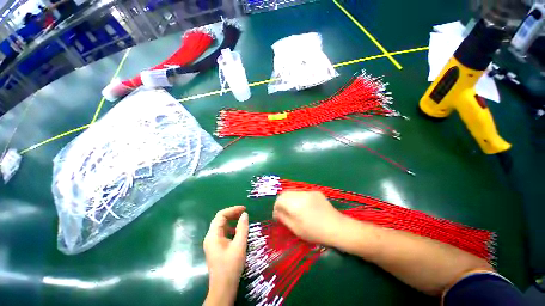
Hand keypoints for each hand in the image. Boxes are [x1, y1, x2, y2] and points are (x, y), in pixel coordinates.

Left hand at [203, 206, 248, 305]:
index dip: (233, 210)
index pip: (221, 215)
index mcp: (213, 235)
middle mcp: (210, 237)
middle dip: (232, 214)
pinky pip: (223, 233)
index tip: (244, 209)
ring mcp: (212, 243)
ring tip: (242, 219)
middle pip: (220, 219)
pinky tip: (238, 231)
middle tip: (244, 213)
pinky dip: (231, 228)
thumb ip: (242, 228)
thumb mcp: (239, 245)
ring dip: (232, 220)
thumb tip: (245, 214)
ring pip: (221, 226)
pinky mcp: (216, 247)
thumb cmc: (231, 266)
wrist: (223, 289)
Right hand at [273, 191, 344, 245]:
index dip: (276, 207)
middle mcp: (301, 194)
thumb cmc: (315, 232)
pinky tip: (304, 207)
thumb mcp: (296, 229)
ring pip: (293, 192)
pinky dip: (298, 198)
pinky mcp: (315, 192)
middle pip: (285, 194)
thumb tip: (277, 212)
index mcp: (295, 204)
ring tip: (293, 210)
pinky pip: (302, 193)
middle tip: (283, 212)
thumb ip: (284, 218)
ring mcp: (309, 191)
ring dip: (290, 199)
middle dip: (281, 202)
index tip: (277, 216)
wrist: (337, 227)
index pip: (279, 200)